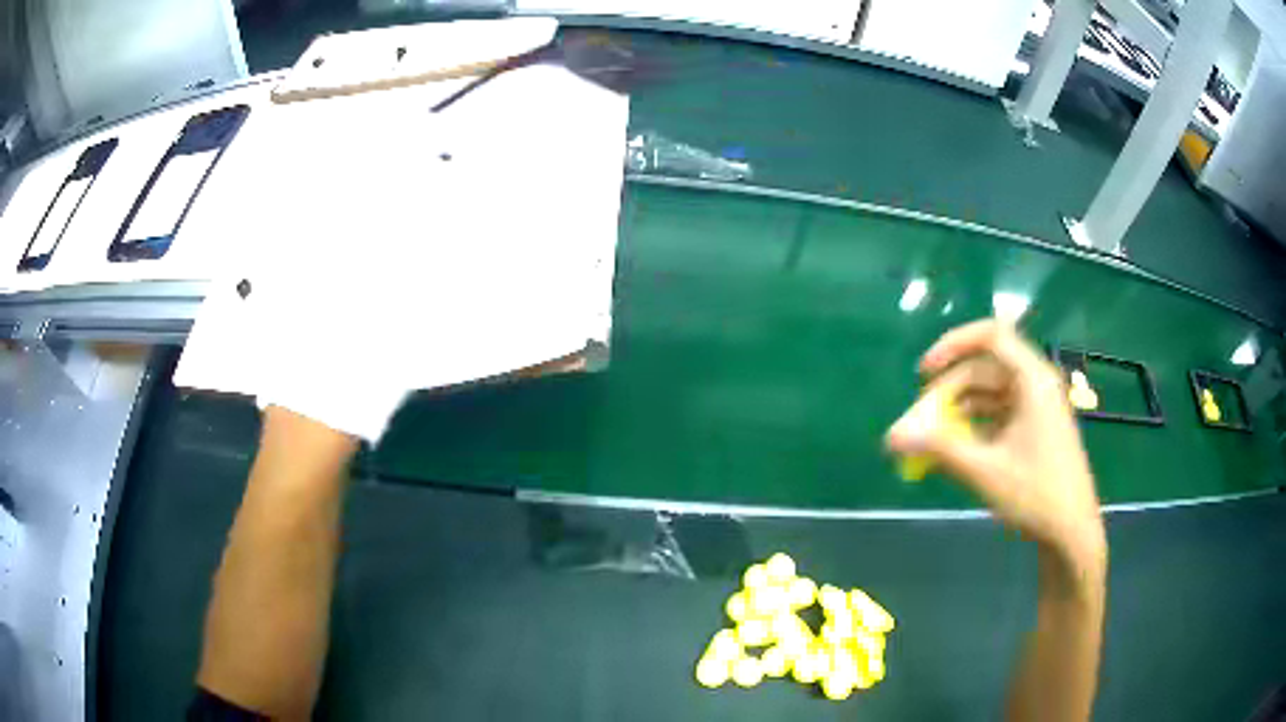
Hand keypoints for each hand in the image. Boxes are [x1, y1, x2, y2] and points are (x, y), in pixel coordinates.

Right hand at [885, 320, 1105, 569]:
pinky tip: (958, 448)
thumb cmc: (1035, 495)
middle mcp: (1037, 384)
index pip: (990, 336)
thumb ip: (938, 448)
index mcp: (1032, 380)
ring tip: (934, 439)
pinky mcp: (1036, 427)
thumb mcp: (984, 470)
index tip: (923, 374)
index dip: (952, 346)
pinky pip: (999, 412)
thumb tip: (892, 436)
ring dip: (959, 409)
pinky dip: (975, 424)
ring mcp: (1038, 406)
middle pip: (985, 368)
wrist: (1072, 532)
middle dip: (949, 391)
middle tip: (920, 423)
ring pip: (990, 392)